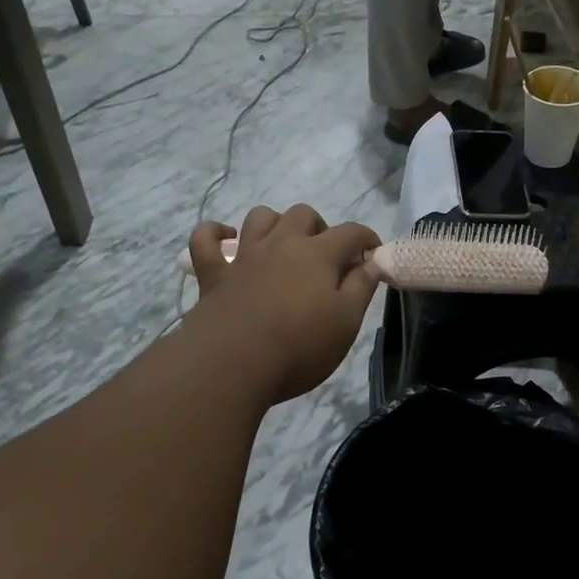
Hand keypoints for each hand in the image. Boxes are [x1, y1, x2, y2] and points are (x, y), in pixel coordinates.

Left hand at [185, 205, 381, 404]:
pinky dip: (214, 233)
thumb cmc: (299, 346)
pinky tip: (226, 239)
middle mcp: (281, 244)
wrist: (232, 364)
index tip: (373, 255)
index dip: (366, 239)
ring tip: (283, 246)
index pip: (350, 232)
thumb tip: (371, 262)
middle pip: (303, 214)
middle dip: (320, 228)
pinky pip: (205, 239)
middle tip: (326, 259)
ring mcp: (244, 256)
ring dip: (275, 223)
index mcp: (318, 254)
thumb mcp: (346, 322)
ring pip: (260, 217)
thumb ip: (361, 288)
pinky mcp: (213, 274)